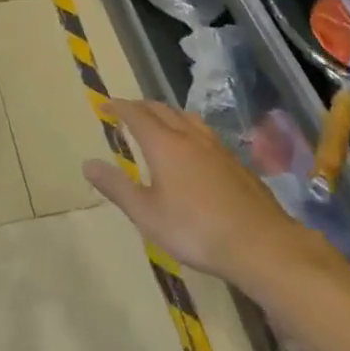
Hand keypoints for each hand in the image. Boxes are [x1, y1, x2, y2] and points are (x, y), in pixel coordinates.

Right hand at [83, 100, 325, 291]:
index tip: (104, 105)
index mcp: (164, 144)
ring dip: (167, 114)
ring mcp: (217, 147)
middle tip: (127, 112)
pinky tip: (193, 149)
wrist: (262, 245)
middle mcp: (189, 136)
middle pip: (162, 109)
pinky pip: (204, 133)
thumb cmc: (196, 230)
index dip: (118, 106)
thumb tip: (87, 163)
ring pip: (187, 117)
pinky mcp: (236, 162)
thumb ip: (117, 187)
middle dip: (141, 106)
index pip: (136, 113)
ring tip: (159, 123)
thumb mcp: (147, 215)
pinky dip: (188, 129)